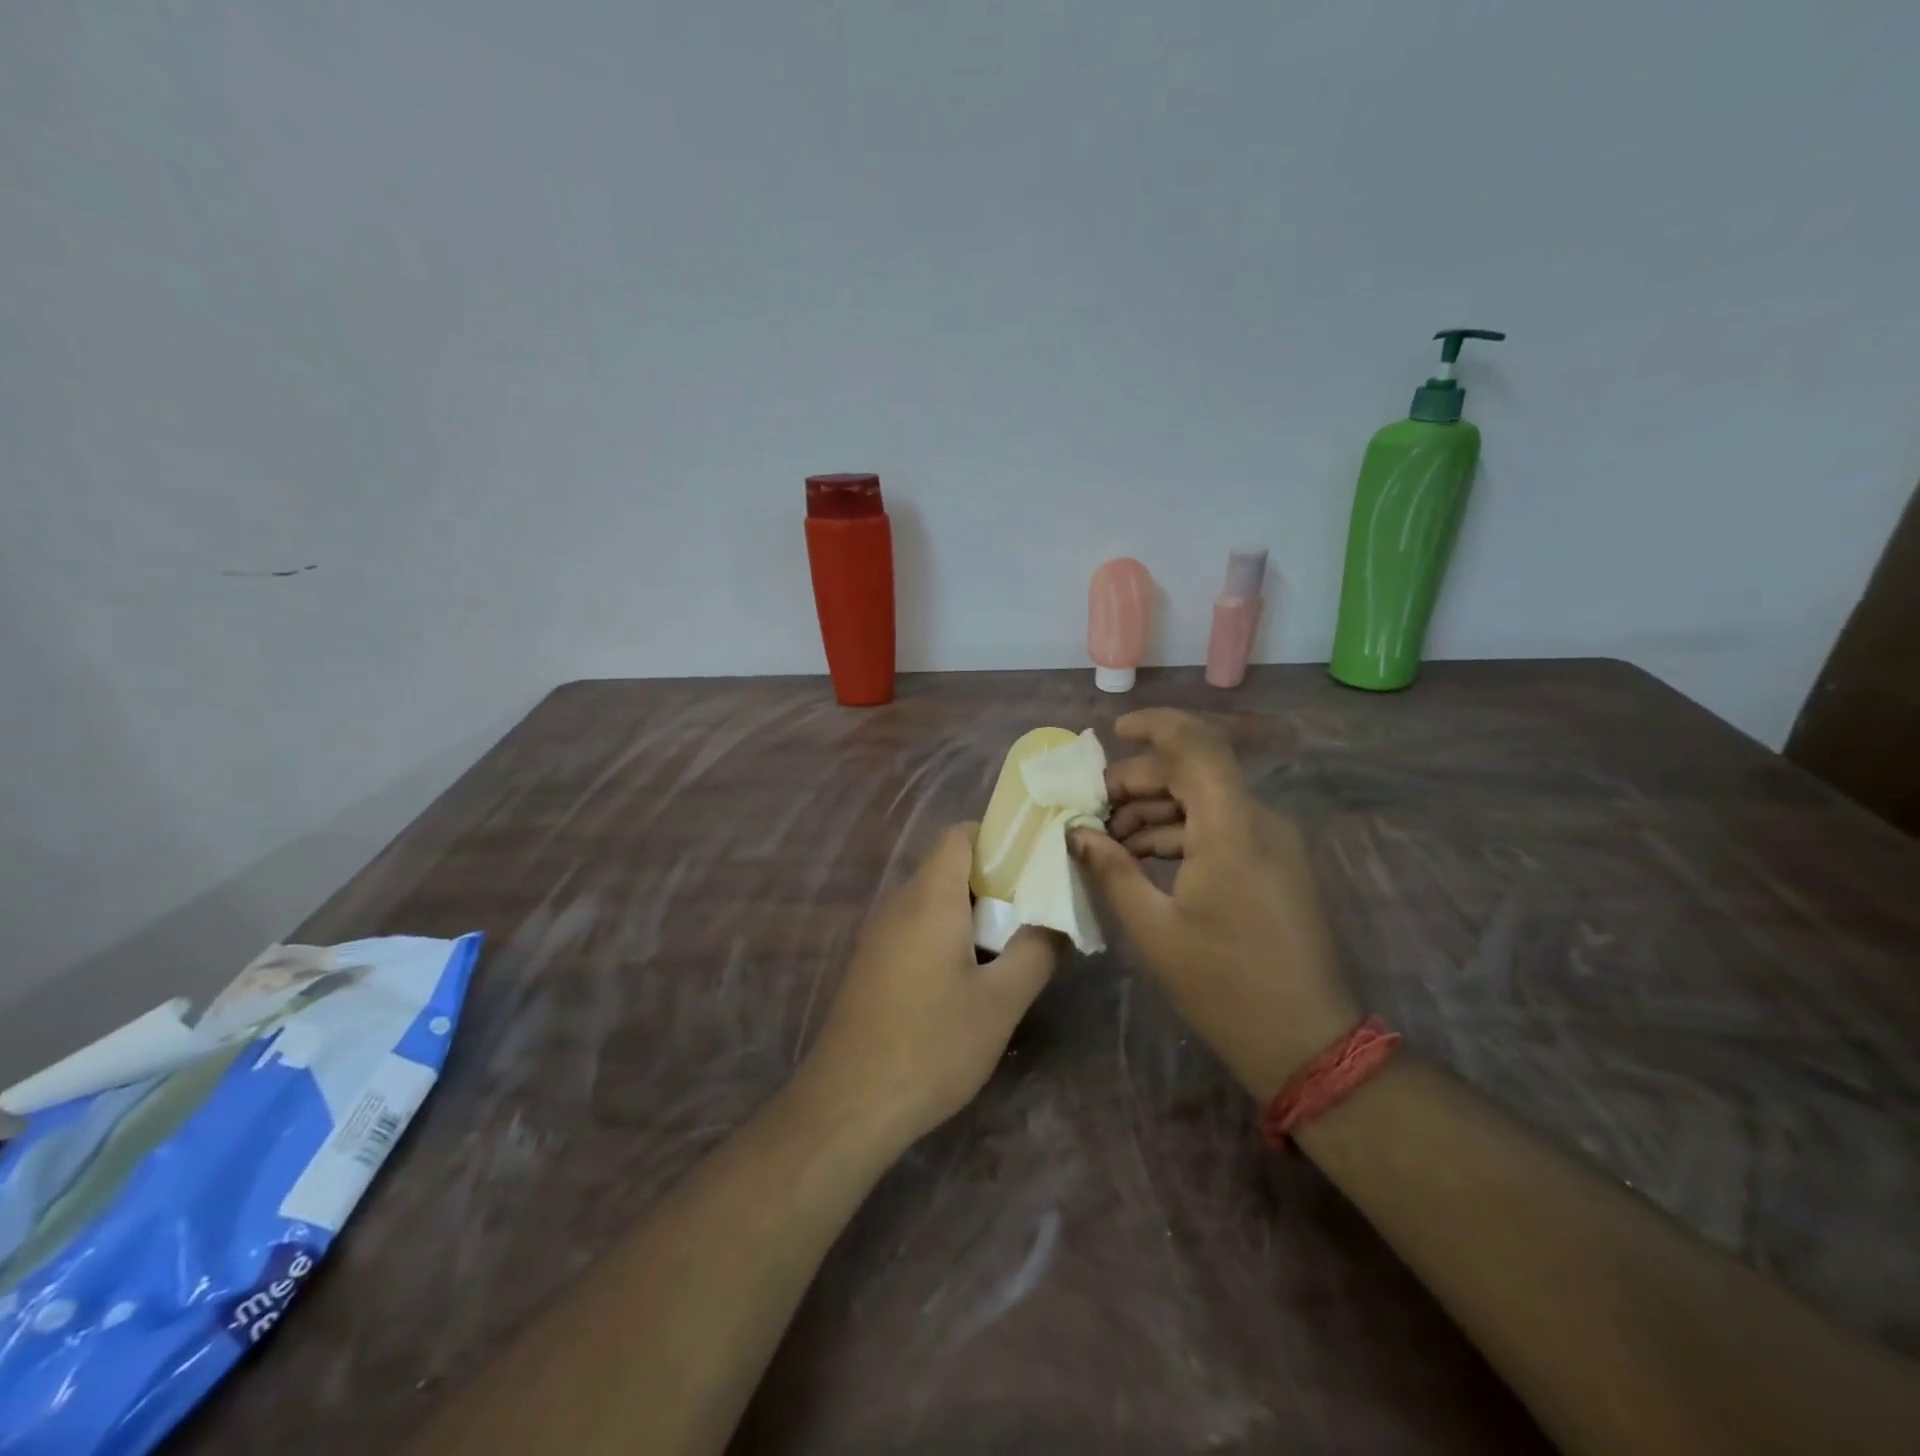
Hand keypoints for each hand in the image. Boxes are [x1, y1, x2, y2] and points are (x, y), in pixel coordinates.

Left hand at [801, 823, 1059, 1144]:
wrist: (849, 1104)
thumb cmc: (931, 1044)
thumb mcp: (1000, 1002)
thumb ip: (1036, 951)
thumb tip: (1055, 920)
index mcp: (930, 897)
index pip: (960, 834)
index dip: (1000, 837)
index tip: (1037, 862)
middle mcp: (900, 904)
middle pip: (950, 866)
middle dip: (996, 880)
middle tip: (1037, 909)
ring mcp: (881, 934)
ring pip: (935, 900)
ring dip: (975, 912)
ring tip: (1014, 944)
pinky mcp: (874, 964)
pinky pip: (919, 928)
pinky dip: (950, 935)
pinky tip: (973, 977)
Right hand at [1071, 709, 1359, 1101]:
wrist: (1306, 1041)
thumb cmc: (1223, 986)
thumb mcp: (1154, 929)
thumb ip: (1113, 870)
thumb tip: (1078, 833)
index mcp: (1232, 830)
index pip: (1197, 745)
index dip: (1154, 726)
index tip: (1112, 732)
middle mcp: (1259, 822)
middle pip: (1194, 772)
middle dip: (1138, 782)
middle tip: (1093, 811)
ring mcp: (1273, 842)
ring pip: (1206, 800)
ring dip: (1155, 810)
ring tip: (1110, 842)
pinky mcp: (1275, 863)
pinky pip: (1222, 827)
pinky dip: (1181, 832)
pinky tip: (1143, 859)